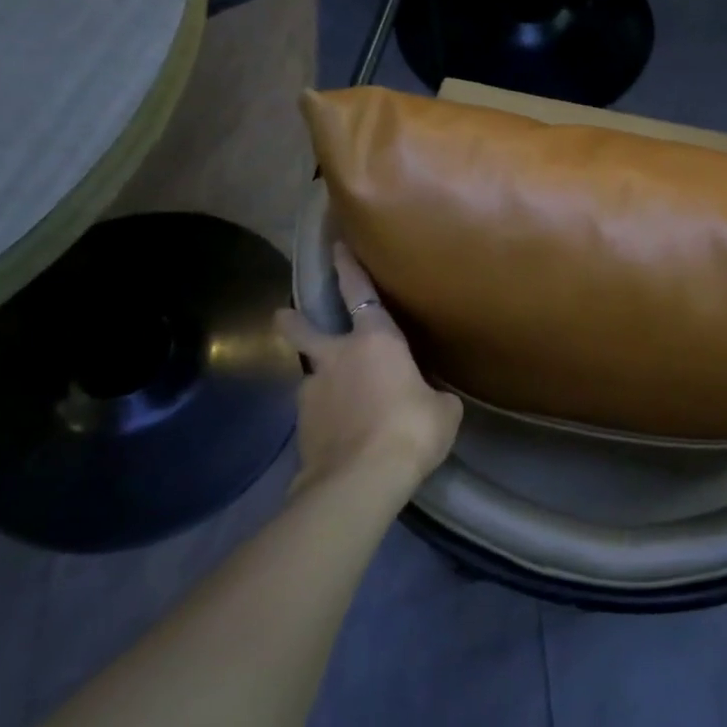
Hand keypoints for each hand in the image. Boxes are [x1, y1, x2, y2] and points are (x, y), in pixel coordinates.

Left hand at [272, 244, 462, 504]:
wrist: (361, 478)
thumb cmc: (411, 429)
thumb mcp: (443, 411)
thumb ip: (433, 396)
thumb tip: (429, 400)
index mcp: (376, 342)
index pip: (360, 294)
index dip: (349, 269)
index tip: (336, 247)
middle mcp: (337, 358)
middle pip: (304, 330)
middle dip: (293, 321)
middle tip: (283, 315)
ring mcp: (313, 392)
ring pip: (312, 377)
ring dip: (322, 383)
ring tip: (340, 404)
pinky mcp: (301, 427)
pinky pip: (316, 413)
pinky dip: (326, 419)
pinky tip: (340, 436)